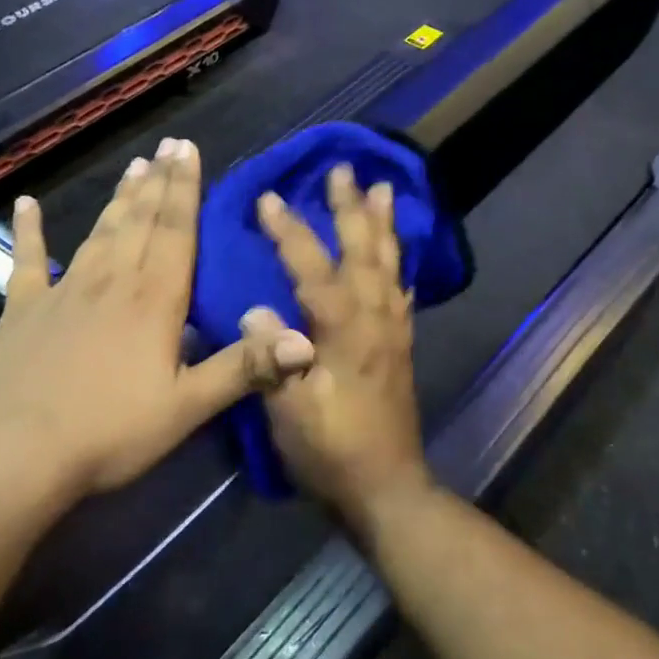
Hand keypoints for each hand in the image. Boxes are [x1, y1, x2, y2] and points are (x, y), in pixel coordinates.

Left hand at [0, 138, 315, 505]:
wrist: (11, 455)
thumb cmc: (108, 432)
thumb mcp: (185, 407)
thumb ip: (244, 369)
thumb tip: (306, 341)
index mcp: (153, 300)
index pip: (175, 231)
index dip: (185, 189)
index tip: (189, 150)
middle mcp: (111, 281)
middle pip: (140, 221)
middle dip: (158, 182)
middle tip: (168, 145)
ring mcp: (62, 292)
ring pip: (99, 233)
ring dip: (119, 199)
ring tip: (134, 166)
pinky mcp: (21, 310)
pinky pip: (26, 261)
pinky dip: (27, 231)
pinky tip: (25, 204)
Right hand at [246, 164, 432, 536]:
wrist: (387, 488)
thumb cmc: (332, 451)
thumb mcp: (291, 413)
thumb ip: (273, 359)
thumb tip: (257, 310)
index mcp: (345, 332)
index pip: (314, 269)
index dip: (291, 233)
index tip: (269, 198)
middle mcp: (375, 320)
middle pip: (364, 252)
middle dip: (351, 209)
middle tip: (344, 170)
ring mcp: (392, 332)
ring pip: (389, 264)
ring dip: (383, 224)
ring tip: (383, 189)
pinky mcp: (399, 347)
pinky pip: (400, 292)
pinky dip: (397, 263)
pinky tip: (396, 252)